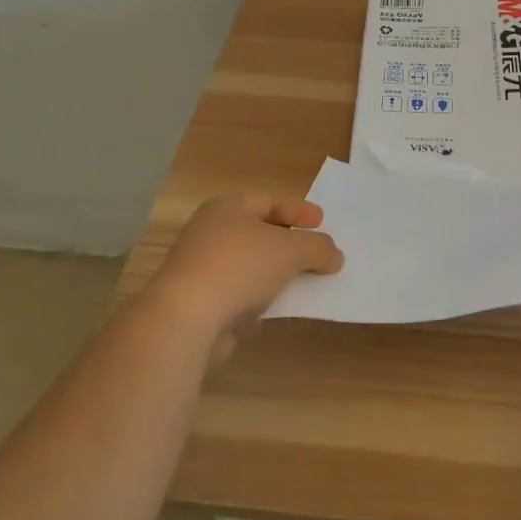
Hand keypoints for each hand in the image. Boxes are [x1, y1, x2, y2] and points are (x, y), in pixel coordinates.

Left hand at [146, 194, 342, 359]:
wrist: (185, 319)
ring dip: (273, 272)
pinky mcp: (196, 302)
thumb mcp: (292, 251)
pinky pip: (237, 292)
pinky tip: (275, 307)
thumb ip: (318, 248)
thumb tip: (335, 255)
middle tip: (313, 251)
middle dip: (287, 241)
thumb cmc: (240, 266)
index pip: (269, 200)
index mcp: (228, 207)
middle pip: (257, 231)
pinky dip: (257, 296)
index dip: (298, 210)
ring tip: (301, 282)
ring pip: (248, 263)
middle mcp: (210, 230)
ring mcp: (199, 267)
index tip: (322, 222)